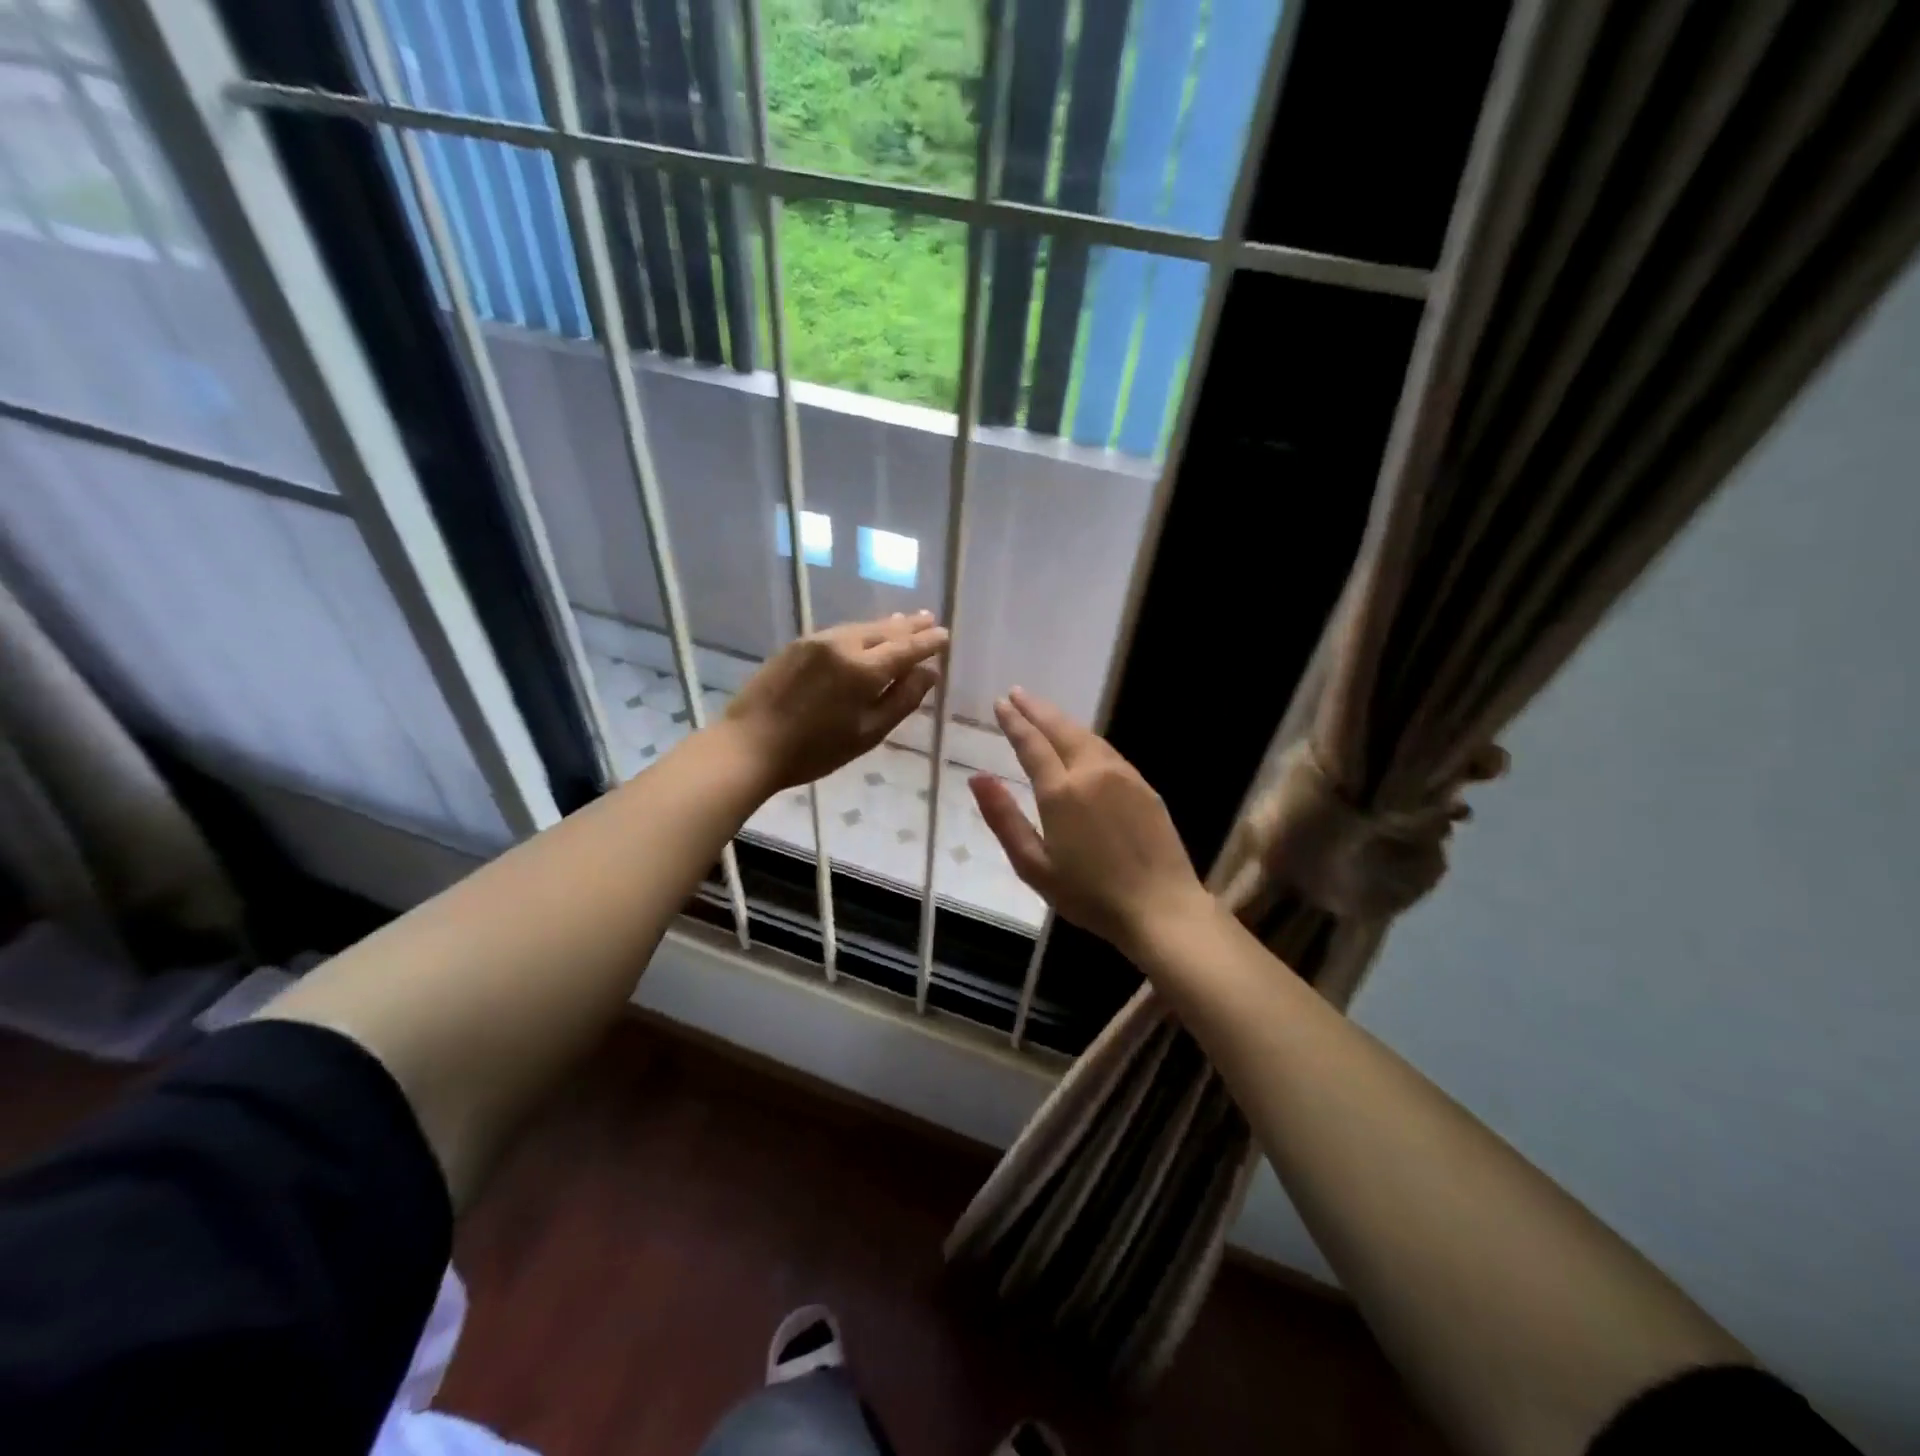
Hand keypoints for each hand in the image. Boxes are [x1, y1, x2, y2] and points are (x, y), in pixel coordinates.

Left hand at [721, 611, 947, 792]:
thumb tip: (929, 674)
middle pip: (885, 631)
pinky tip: (865, 634)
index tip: (945, 636)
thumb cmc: (814, 750)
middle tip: (930, 619)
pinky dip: (861, 631)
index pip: (907, 648)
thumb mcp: (868, 734)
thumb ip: (902, 701)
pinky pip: (840, 632)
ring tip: (904, 621)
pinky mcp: (797, 646)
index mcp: (864, 669)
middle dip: (910, 626)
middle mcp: (843, 645)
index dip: (928, 642)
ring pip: (861, 628)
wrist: (749, 745)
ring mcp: (817, 641)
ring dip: (886, 625)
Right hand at [969, 688, 1209, 957]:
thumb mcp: (1033, 865)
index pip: (1032, 744)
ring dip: (1062, 720)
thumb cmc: (1089, 894)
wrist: (1160, 907)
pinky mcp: (1143, 786)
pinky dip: (1086, 737)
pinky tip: (1081, 741)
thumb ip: (1004, 818)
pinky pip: (1108, 750)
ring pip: (1087, 736)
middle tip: (1018, 693)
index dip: (1014, 722)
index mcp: (1061, 791)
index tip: (1001, 703)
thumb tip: (976, 777)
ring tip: (1044, 711)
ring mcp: (1123, 776)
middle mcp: (1092, 772)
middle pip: (1060, 729)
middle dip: (1037, 709)